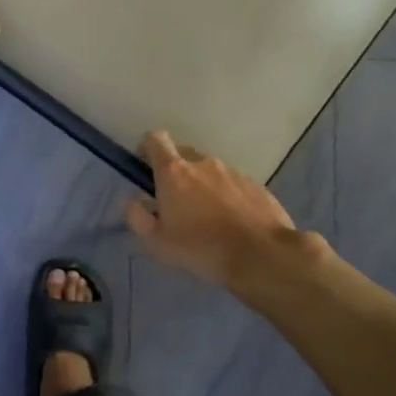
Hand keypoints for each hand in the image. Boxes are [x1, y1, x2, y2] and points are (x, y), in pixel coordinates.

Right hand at [125, 131, 305, 287]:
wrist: (261, 255)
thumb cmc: (200, 248)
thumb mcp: (156, 242)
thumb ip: (137, 216)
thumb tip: (134, 200)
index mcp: (174, 172)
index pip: (156, 139)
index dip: (147, 148)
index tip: (146, 166)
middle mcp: (203, 163)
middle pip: (183, 153)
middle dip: (175, 170)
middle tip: (175, 200)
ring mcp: (233, 172)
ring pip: (209, 170)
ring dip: (202, 184)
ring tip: (207, 216)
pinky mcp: (256, 185)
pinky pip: (232, 183)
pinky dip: (226, 195)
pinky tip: (231, 221)